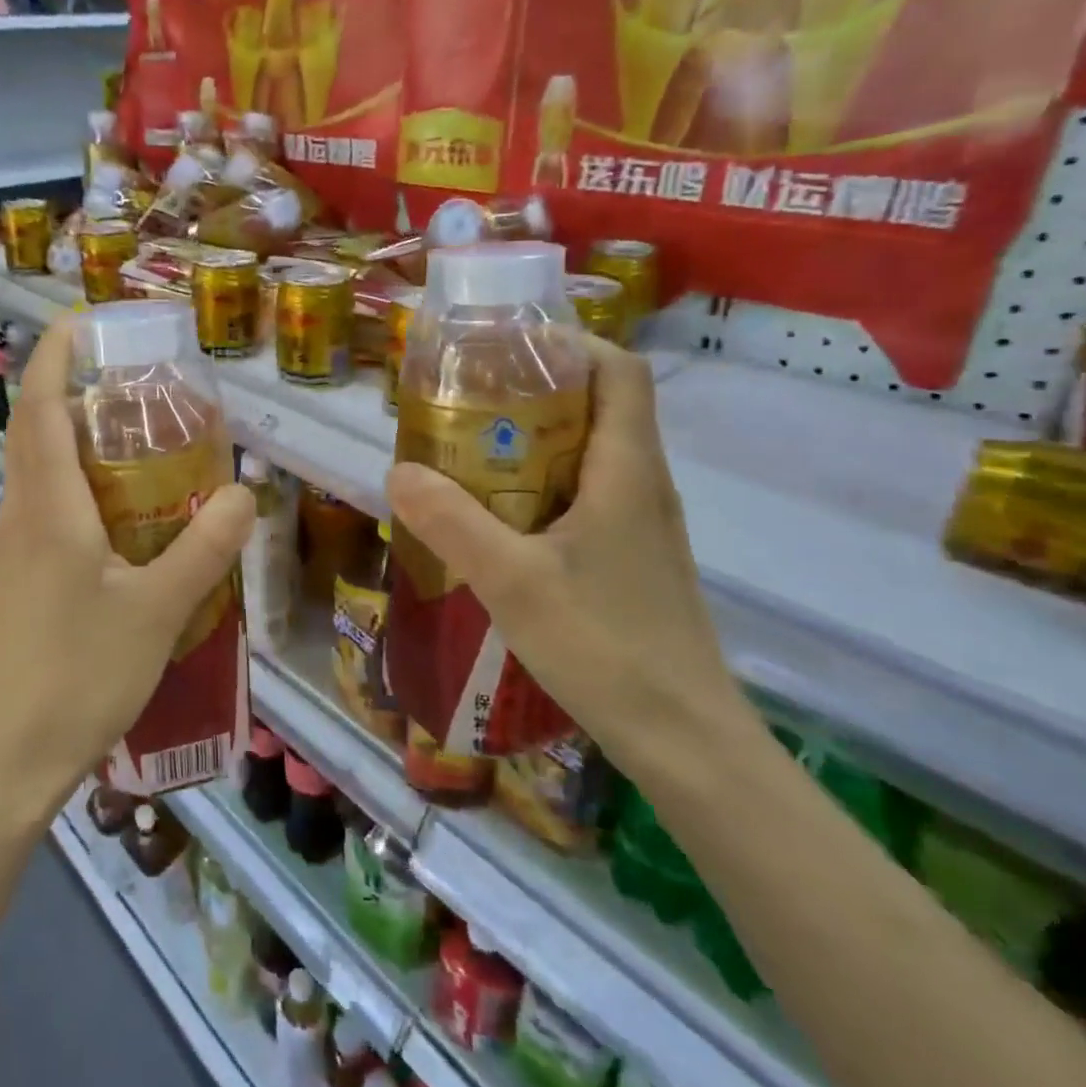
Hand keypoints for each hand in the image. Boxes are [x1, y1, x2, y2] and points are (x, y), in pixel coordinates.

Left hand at [0, 317, 255, 816]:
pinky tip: (105, 540)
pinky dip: (65, 500)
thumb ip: (203, 549)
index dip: (53, 359)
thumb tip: (243, 493)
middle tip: (125, 391)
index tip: (77, 323)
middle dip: (67, 398)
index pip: (40, 410)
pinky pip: (33, 522)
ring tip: (126, 460)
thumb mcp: (158, 612)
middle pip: (32, 438)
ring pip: (32, 483)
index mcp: (47, 511)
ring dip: (68, 453)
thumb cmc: (78, 677)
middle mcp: (14, 522)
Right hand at [386, 336, 756, 783]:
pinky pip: (582, 498)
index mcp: (627, 470)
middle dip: (530, 392)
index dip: (568, 343)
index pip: (617, 370)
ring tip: (465, 454)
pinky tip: (494, 522)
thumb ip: (451, 522)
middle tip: (463, 402)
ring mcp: (639, 526)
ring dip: (530, 443)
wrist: (686, 743)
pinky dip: (537, 489)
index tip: (503, 348)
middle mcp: (641, 485)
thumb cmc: (606, 647)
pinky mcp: (629, 560)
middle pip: (596, 406)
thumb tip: (398, 472)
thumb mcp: (512, 580)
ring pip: (586, 456)